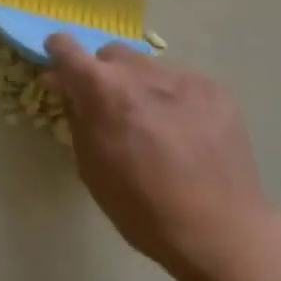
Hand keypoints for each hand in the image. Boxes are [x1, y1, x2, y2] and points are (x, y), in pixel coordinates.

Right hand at [43, 35, 274, 280]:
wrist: (221, 232)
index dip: (58, 53)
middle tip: (112, 111)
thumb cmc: (143, 209)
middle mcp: (140, 71)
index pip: (67, 48)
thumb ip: (76, 116)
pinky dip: (174, 99)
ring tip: (156, 126)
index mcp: (103, 89)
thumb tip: (65, 86)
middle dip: (104, 75)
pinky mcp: (214, 88)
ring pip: (147, 68)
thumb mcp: (91, 167)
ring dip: (141, 87)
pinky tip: (187, 134)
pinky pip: (181, 83)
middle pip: (111, 55)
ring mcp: (181, 76)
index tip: (60, 67)